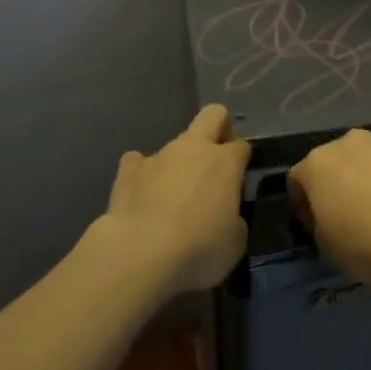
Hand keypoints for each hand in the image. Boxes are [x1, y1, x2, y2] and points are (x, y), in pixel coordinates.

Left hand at [100, 105, 250, 293]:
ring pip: (174, 145)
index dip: (242, 162)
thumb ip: (234, 219)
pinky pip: (137, 163)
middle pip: (213, 115)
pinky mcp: (127, 171)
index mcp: (225, 162)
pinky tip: (141, 196)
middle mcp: (194, 148)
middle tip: (215, 161)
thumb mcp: (235, 242)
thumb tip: (225, 214)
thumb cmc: (198, 249)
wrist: (140, 254)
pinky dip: (141, 175)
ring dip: (177, 164)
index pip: (242, 146)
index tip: (238, 183)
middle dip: (218, 128)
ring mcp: (159, 156)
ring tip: (171, 198)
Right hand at [288, 129, 370, 284]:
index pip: (296, 181)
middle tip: (341, 218)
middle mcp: (345, 143)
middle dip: (331, 186)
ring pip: (360, 162)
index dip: (301, 206)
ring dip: (360, 180)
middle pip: (329, 164)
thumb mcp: (325, 247)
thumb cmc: (364, 242)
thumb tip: (328, 217)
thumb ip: (318, 224)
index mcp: (316, 163)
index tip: (314, 229)